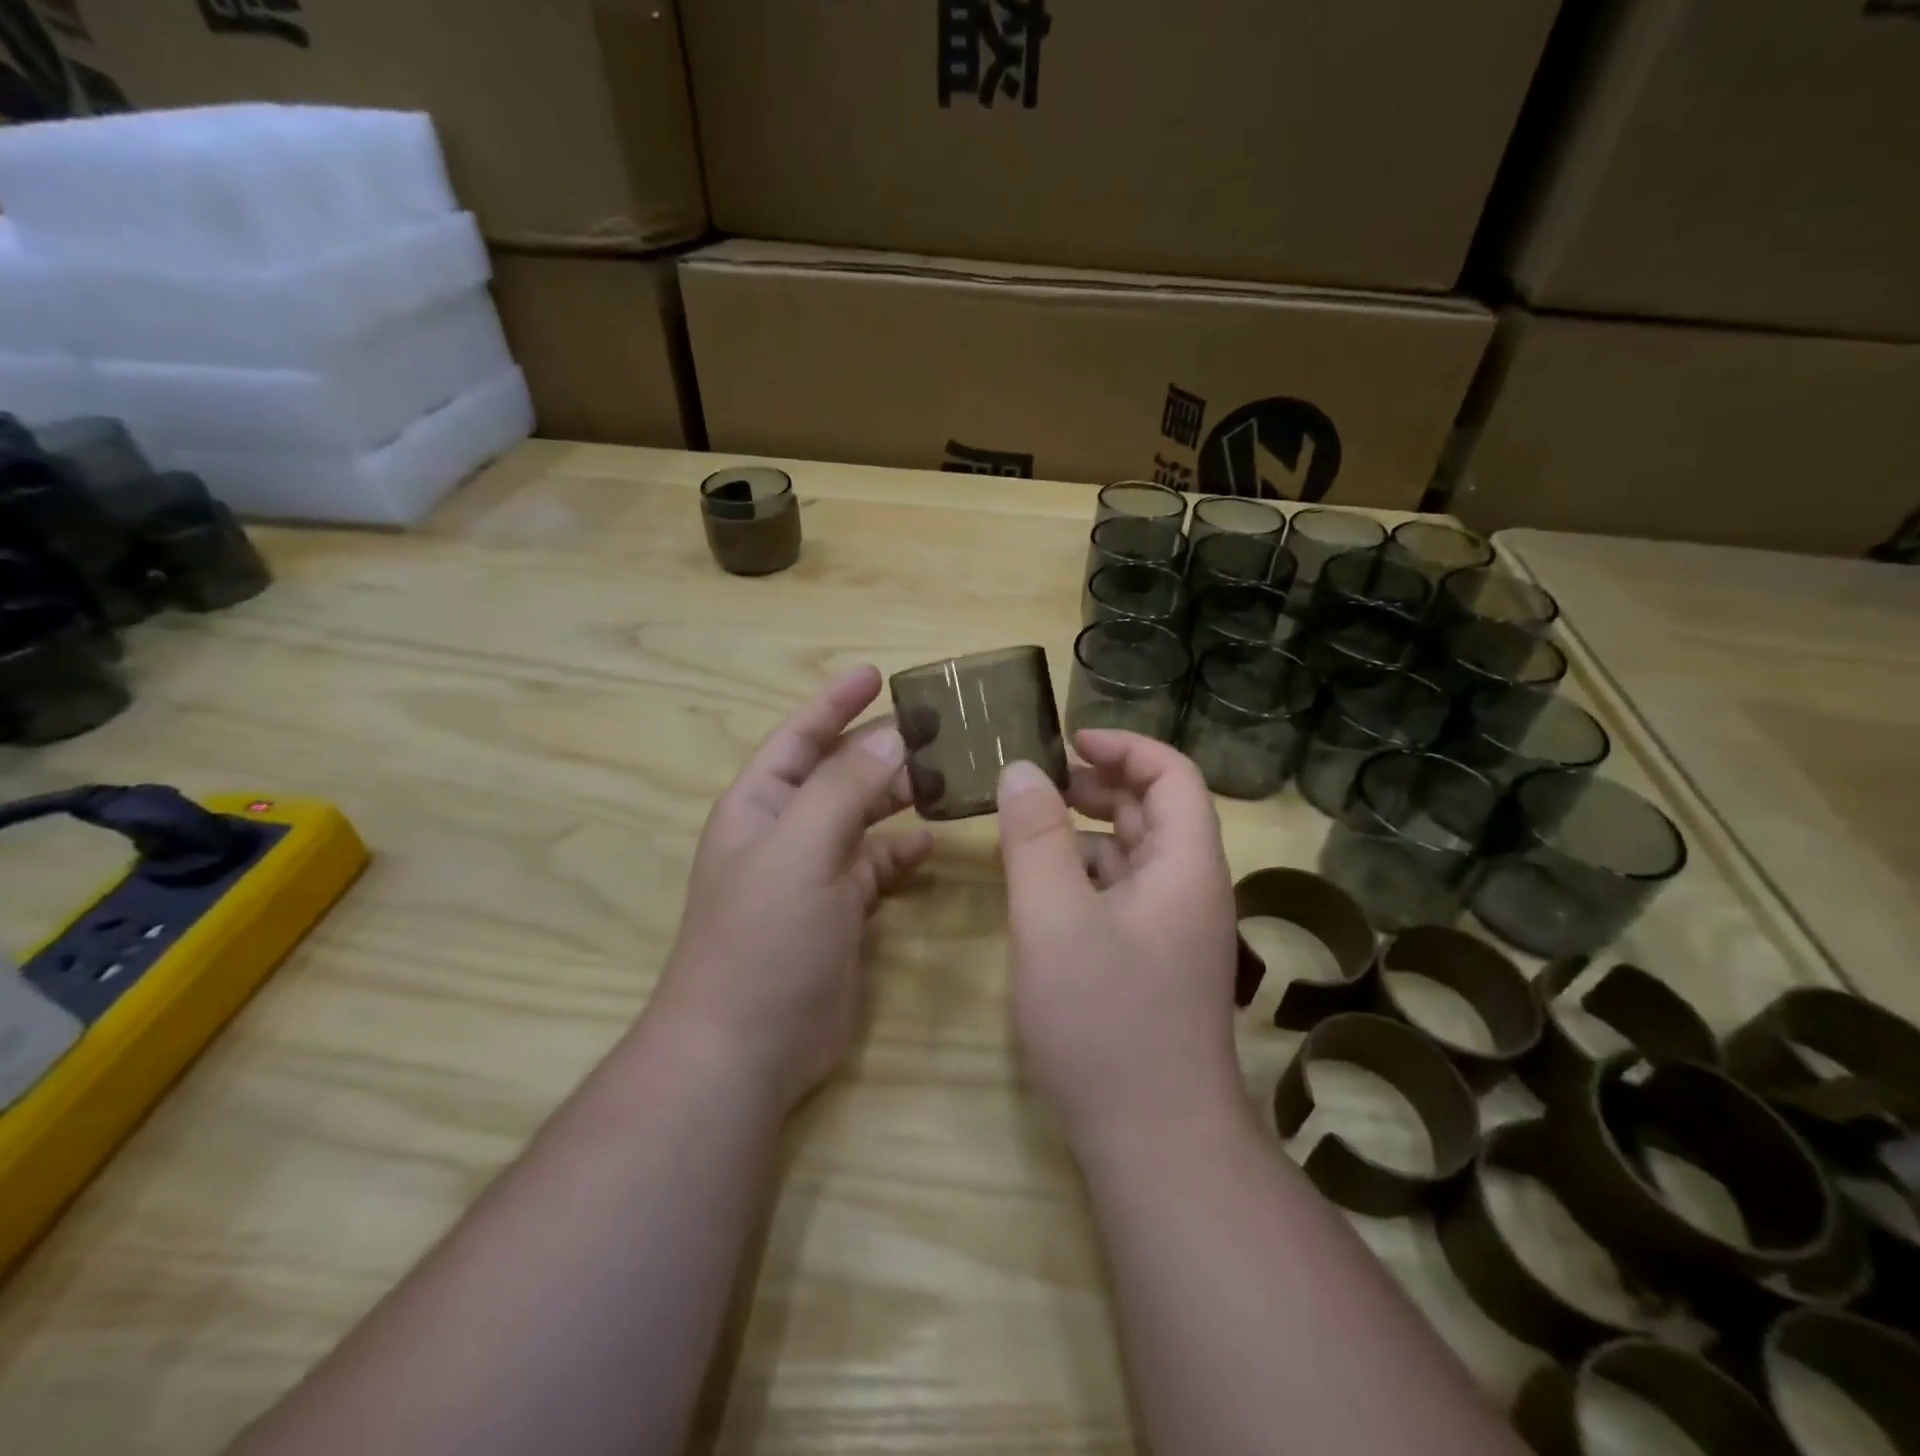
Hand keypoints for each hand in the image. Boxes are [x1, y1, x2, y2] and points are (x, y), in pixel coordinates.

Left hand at [651, 666, 933, 1107]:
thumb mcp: (800, 849)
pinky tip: (929, 841)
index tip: (877, 673)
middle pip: (838, 773)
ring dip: (897, 795)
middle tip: (937, 728)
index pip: (800, 736)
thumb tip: (892, 736)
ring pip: (862, 817)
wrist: (746, 1047)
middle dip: (880, 748)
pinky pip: (876, 866)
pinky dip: (900, 851)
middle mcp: (785, 831)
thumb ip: (844, 788)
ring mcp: (814, 873)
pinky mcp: (841, 912)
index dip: (834, 702)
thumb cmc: (763, 937)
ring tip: (947, 776)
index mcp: (760, 805)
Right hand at [996, 731, 1244, 1144]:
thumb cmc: (1107, 1022)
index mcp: (1185, 866)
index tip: (1068, 740)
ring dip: (1084, 832)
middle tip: (1037, 782)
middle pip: (1152, 811)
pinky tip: (1040, 890)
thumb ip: (1035, 839)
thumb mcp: (1054, 920)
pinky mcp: (1151, 963)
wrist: (1156, 1144)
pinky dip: (1082, 876)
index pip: (1172, 775)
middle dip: (1097, 786)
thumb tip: (1021, 769)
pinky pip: (1119, 896)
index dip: (1125, 746)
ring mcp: (1172, 931)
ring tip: (1026, 829)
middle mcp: (1189, 890)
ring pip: (1132, 856)